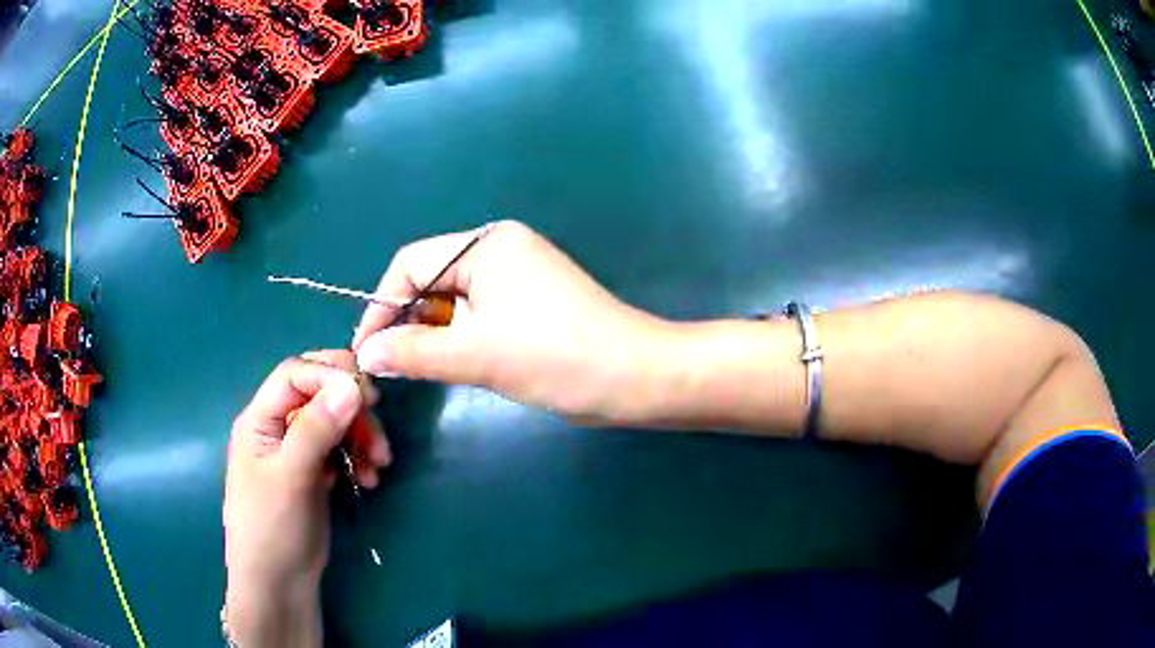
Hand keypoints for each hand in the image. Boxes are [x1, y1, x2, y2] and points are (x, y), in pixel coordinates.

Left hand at [224, 351, 389, 646]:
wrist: (280, 583)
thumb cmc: (273, 527)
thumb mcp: (291, 476)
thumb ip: (316, 428)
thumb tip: (351, 384)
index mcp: (260, 419)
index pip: (295, 375)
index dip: (330, 376)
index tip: (367, 397)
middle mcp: (277, 427)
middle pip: (318, 393)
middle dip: (351, 406)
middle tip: (378, 428)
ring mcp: (297, 451)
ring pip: (335, 421)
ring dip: (361, 436)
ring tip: (379, 466)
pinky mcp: (314, 473)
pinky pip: (340, 449)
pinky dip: (358, 457)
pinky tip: (369, 478)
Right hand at [352, 221, 670, 422]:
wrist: (635, 378)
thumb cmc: (556, 357)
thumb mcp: (476, 355)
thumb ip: (413, 352)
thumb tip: (365, 353)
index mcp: (486, 245)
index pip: (411, 264)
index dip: (382, 305)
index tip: (366, 349)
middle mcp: (500, 250)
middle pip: (431, 280)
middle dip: (406, 321)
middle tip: (388, 366)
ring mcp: (517, 276)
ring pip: (453, 302)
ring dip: (430, 334)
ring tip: (414, 369)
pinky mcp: (529, 304)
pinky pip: (477, 315)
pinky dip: (457, 339)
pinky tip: (449, 363)